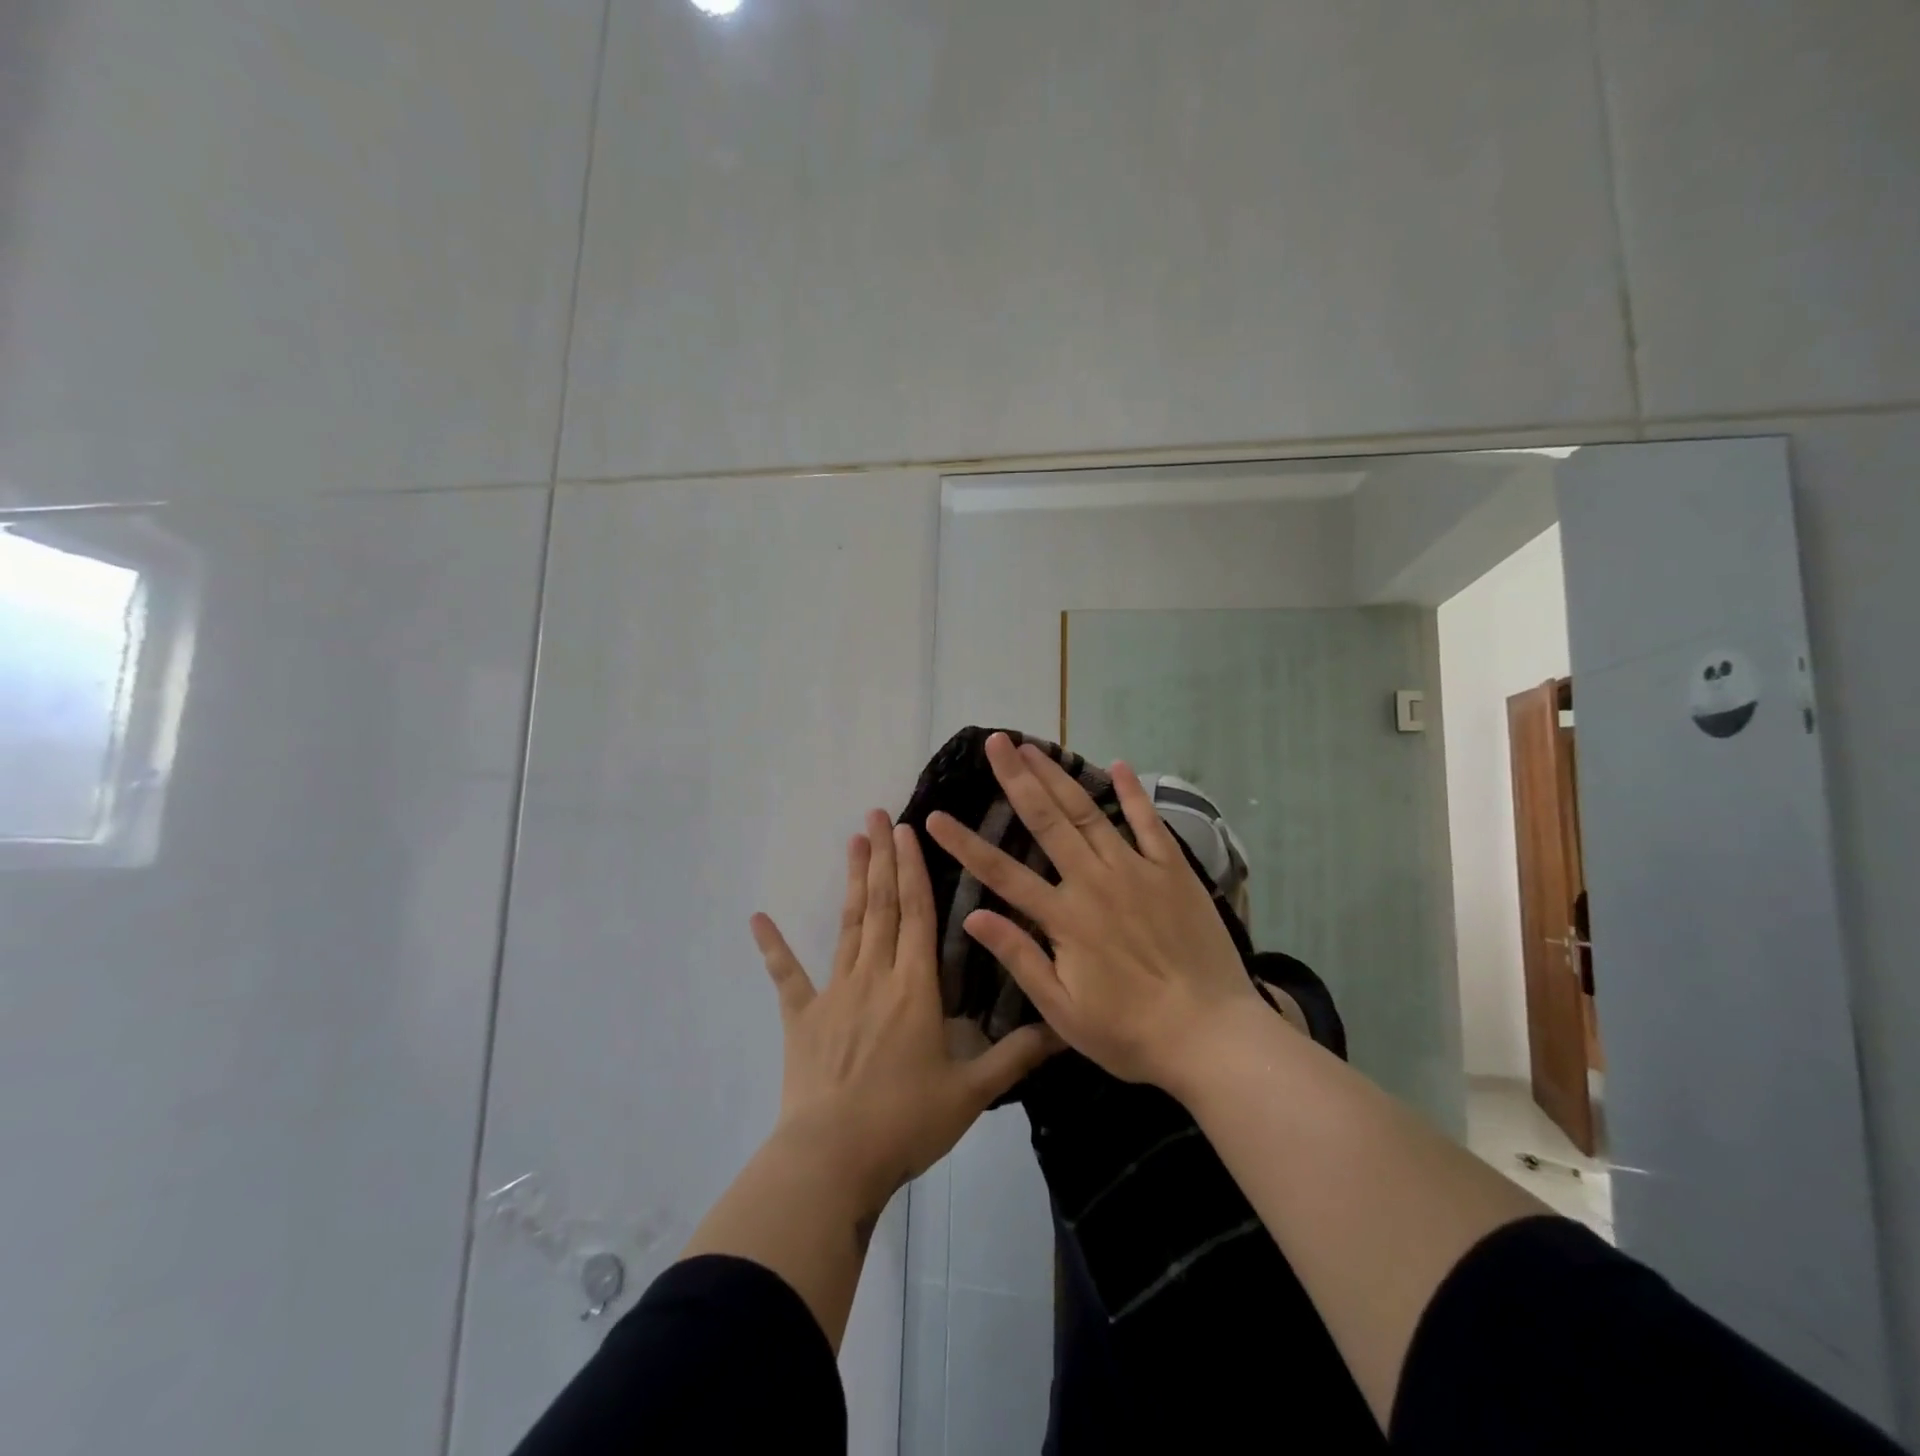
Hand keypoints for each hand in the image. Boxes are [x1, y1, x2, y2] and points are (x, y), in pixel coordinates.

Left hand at [751, 810, 1058, 1212]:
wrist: (834, 1159)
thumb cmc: (906, 1122)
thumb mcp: (971, 1092)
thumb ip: (1016, 1057)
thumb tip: (1065, 1031)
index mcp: (915, 988)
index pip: (918, 915)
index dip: (915, 870)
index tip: (907, 831)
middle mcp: (875, 976)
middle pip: (882, 907)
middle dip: (883, 858)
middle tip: (877, 815)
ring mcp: (834, 993)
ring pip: (848, 926)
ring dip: (853, 882)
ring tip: (852, 841)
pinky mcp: (802, 1018)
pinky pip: (786, 976)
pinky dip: (772, 946)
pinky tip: (757, 917)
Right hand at [924, 734, 1262, 1090]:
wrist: (1211, 1035)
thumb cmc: (1130, 1032)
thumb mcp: (1063, 1010)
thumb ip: (1019, 958)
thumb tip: (972, 916)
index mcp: (1064, 917)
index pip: (1001, 873)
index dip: (964, 844)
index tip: (934, 815)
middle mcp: (1094, 882)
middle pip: (1046, 821)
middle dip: (1017, 779)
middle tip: (995, 742)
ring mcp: (1136, 871)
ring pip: (1089, 813)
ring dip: (1060, 776)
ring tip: (1035, 746)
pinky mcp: (1173, 872)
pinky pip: (1149, 824)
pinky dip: (1133, 794)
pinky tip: (1118, 765)